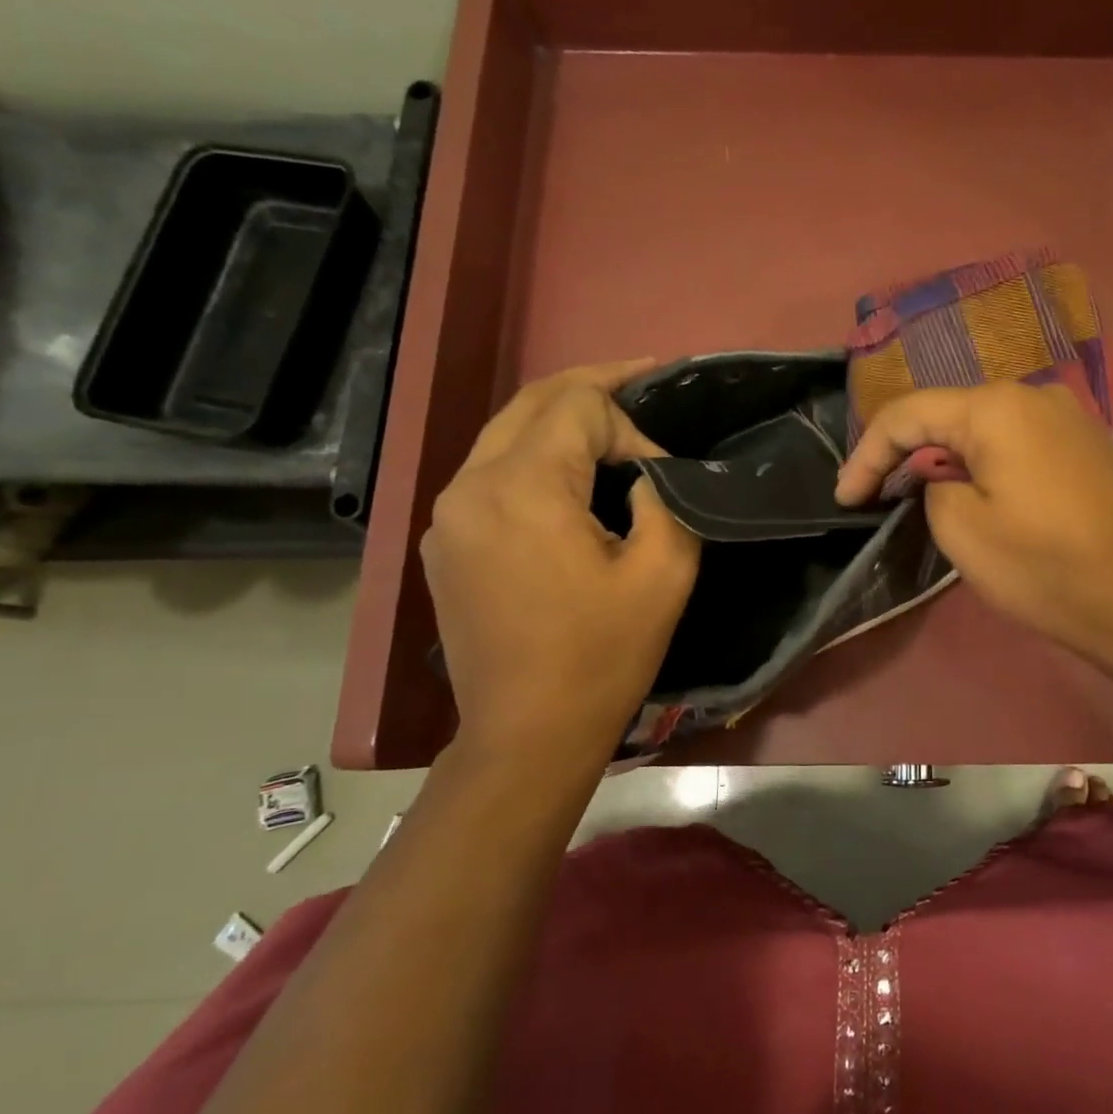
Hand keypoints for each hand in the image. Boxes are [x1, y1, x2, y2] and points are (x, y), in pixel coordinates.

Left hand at [422, 360, 699, 770]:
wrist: (527, 733)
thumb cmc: (602, 656)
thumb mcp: (664, 574)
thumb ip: (666, 500)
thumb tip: (648, 473)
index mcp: (522, 488)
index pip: (579, 406)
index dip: (633, 424)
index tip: (665, 473)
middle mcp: (470, 484)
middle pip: (533, 401)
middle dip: (594, 386)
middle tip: (646, 379)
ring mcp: (448, 513)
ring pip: (507, 432)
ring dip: (563, 420)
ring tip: (615, 425)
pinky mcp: (446, 541)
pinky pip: (492, 473)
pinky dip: (536, 457)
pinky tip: (571, 478)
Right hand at [835, 383, 1112, 660]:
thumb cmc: (1043, 564)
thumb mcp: (961, 529)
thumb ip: (931, 486)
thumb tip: (944, 476)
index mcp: (995, 406)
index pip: (908, 414)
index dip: (867, 454)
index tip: (846, 499)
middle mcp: (1033, 394)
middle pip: (948, 414)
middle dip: (906, 454)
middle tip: (877, 496)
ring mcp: (1067, 417)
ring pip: (984, 428)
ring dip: (946, 458)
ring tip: (921, 498)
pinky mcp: (1085, 445)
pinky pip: (1017, 442)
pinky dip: (985, 463)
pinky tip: (978, 494)